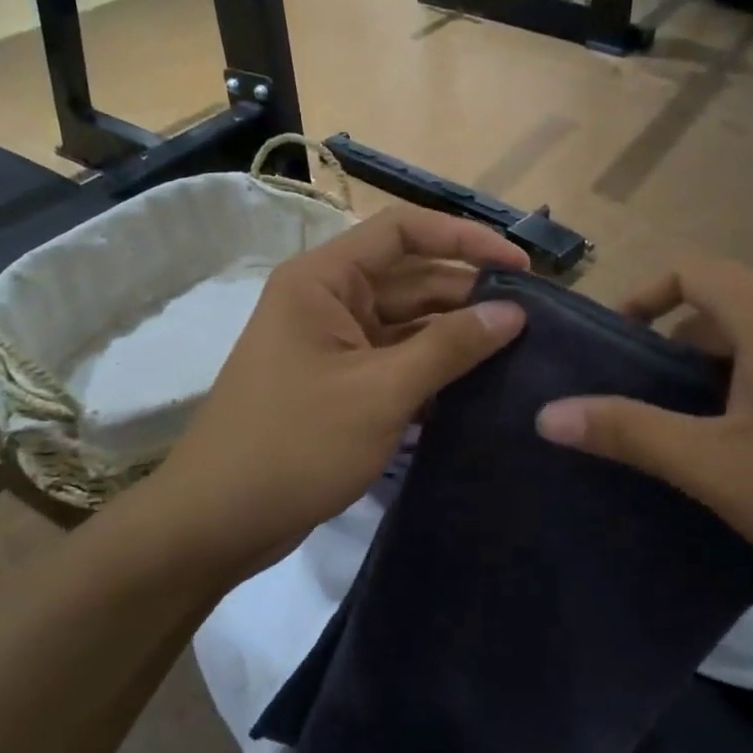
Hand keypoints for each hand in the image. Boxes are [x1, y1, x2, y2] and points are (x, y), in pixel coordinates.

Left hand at [135, 207, 527, 580]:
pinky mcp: (340, 383)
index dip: (465, 239)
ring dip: (455, 336)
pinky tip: (479, 387)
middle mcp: (328, 300)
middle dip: (468, 295)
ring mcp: (334, 344)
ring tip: (519, 353)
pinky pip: (396, 361)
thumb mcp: (380, 392)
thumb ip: (448, 347)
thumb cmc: (294, 445)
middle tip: (534, 322)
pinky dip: (433, 370)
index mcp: (324, 279)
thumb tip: (513, 313)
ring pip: (407, 323)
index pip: (403, 231)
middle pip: (411, 278)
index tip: (520, 268)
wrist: (217, 522)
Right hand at [535, 260, 752, 623]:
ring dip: (722, 370)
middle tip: (651, 406)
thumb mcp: (719, 469)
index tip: (613, 347)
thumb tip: (548, 415)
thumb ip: (630, 434)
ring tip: (705, 434)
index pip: (688, 269)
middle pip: (724, 303)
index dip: (640, 297)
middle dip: (676, 347)